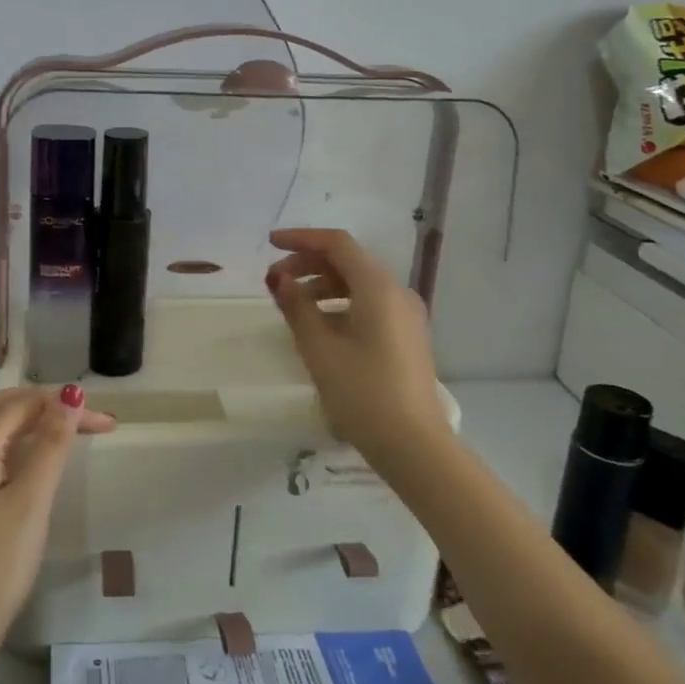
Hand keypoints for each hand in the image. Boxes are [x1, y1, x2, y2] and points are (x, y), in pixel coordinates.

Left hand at [0, 387, 114, 664]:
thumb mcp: (31, 500)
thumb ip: (51, 445)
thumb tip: (71, 396)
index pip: (22, 406)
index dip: (63, 405)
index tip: (104, 421)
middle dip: (39, 403)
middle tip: (76, 414)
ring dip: (29, 422)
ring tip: (66, 431)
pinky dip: (20, 446)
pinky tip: (39, 463)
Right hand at [266, 228, 451, 464]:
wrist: (414, 445)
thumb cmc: (362, 393)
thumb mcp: (319, 349)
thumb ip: (296, 306)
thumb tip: (278, 278)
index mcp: (378, 287)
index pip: (337, 244)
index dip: (301, 238)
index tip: (270, 244)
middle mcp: (396, 292)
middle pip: (348, 261)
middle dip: (309, 263)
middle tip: (275, 281)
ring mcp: (406, 314)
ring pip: (359, 284)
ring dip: (323, 285)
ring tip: (292, 304)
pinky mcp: (406, 336)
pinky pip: (369, 304)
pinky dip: (340, 304)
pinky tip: (320, 326)